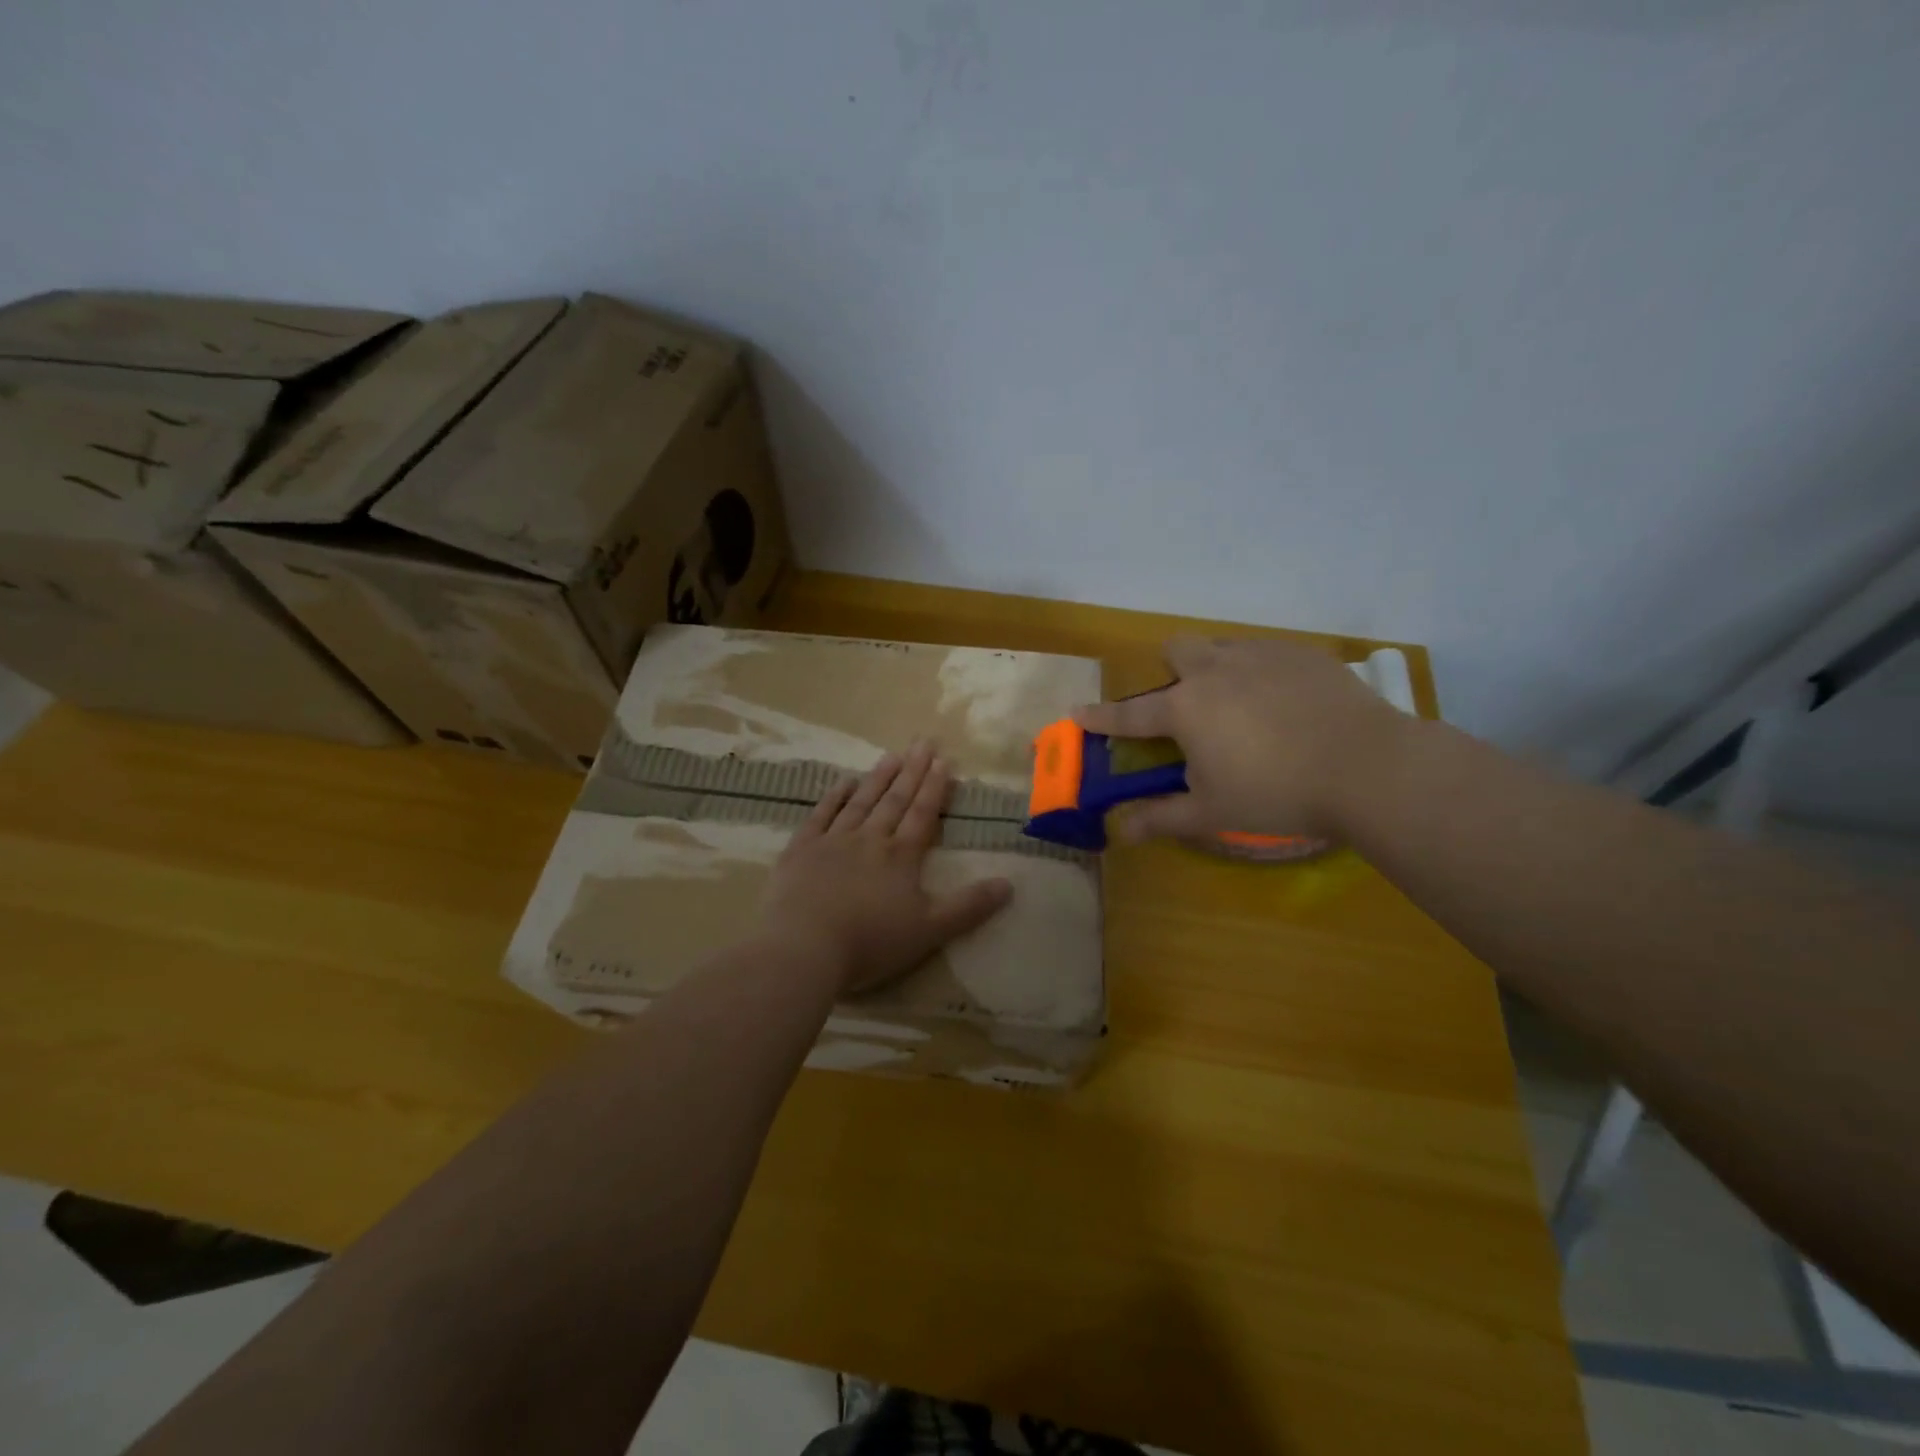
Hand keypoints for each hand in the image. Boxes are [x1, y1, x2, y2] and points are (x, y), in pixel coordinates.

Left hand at [753, 741, 1014, 994]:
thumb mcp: (930, 930)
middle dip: (912, 771)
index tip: (943, 760)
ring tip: (893, 755)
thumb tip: (1009, 884)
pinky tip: (844, 782)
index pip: (922, 814)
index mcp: (901, 856)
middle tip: (923, 742)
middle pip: (895, 800)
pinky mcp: (802, 850)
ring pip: (861, 801)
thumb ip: (969, 906)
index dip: (935, 787)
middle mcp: (870, 839)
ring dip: (879, 777)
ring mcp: (833, 841)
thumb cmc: (871, 941)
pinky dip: (834, 797)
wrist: (804, 946)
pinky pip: (821, 815)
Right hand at [1076, 636, 1411, 844]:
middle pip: (1177, 650)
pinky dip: (1260, 673)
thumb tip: (1120, 831)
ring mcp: (1262, 655)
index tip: (1077, 713)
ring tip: (1240, 707)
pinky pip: (1266, 653)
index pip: (1129, 713)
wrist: (1369, 767)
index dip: (1100, 717)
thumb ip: (1161, 818)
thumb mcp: (1212, 812)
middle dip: (1171, 672)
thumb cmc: (1277, 793)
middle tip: (1189, 708)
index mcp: (1186, 707)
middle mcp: (1216, 669)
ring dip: (1216, 669)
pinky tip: (1286, 705)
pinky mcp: (1303, 654)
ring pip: (1222, 647)